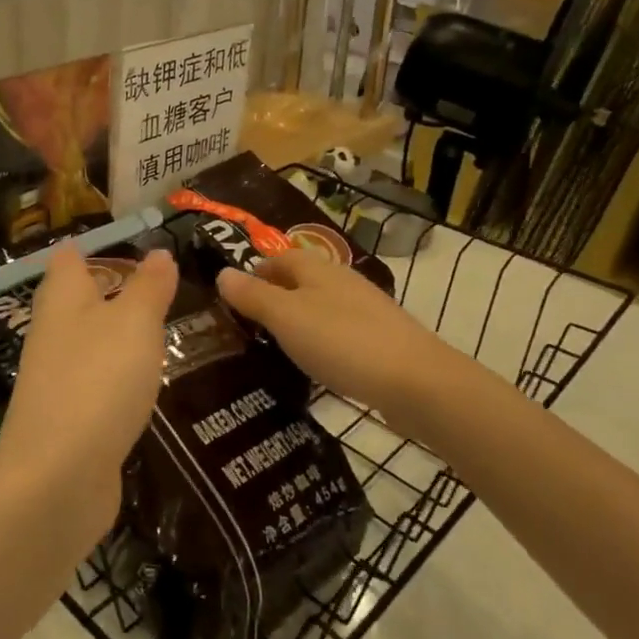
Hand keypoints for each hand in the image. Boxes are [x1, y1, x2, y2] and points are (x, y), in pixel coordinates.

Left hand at [0, 243, 177, 552]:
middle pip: (77, 300)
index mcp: (63, 299)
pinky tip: (145, 383)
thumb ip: (149, 287)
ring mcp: (58, 380)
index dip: (92, 246)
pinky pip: (98, 384)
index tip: (126, 240)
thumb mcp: (135, 322)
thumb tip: (159, 252)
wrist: (57, 479)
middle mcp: (53, 333)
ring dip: (118, 335)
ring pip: (90, 343)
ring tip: (161, 327)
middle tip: (158, 283)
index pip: (69, 258)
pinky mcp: (70, 420)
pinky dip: (119, 377)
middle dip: (111, 290)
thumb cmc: (98, 380)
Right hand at [216, 250, 456, 437]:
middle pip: (301, 281)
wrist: (416, 381)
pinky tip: (317, 364)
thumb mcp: (286, 318)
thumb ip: (253, 296)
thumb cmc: (342, 341)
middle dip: (275, 297)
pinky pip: (340, 332)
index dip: (255, 272)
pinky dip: (322, 341)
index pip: (279, 258)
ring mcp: (366, 309)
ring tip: (276, 347)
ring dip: (299, 320)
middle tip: (248, 327)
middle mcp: (342, 281)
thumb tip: (222, 272)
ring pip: (321, 306)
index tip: (234, 299)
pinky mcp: (381, 339)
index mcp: (317, 269)